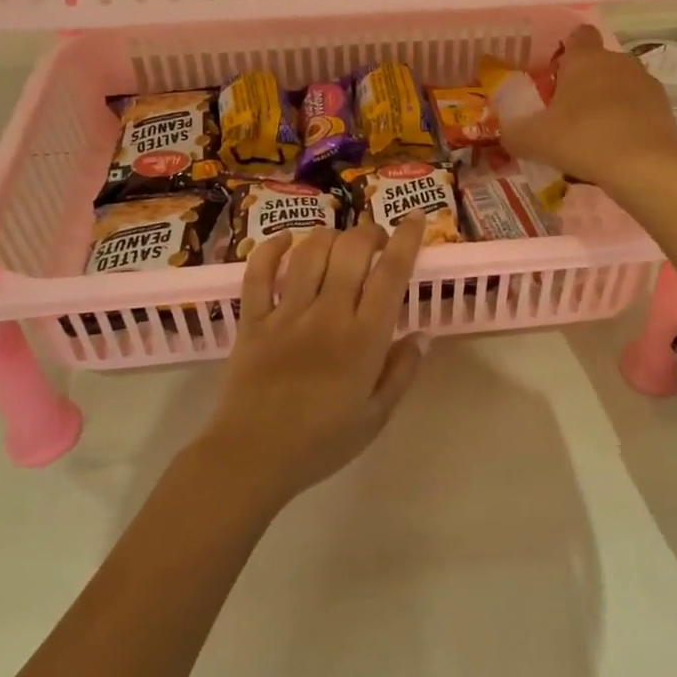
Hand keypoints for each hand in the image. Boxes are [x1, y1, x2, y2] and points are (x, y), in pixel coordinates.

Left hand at [195, 216, 428, 508]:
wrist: (252, 458)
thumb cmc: (321, 443)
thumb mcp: (376, 417)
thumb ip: (402, 372)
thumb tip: (424, 334)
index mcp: (364, 338)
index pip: (391, 274)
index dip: (406, 239)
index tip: (415, 217)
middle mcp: (328, 314)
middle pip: (352, 250)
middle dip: (369, 232)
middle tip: (376, 239)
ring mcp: (287, 313)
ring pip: (310, 252)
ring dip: (329, 236)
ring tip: (339, 242)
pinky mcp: (253, 319)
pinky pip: (259, 272)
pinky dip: (272, 248)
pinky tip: (286, 240)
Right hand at [501, 25, 676, 187]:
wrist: (643, 166)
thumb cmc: (582, 139)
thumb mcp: (534, 140)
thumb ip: (514, 134)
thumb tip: (505, 134)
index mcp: (584, 58)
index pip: (578, 35)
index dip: (568, 50)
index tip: (557, 73)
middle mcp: (617, 61)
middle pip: (599, 62)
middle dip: (586, 82)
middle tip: (567, 113)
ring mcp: (645, 83)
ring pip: (621, 85)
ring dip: (609, 102)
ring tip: (593, 135)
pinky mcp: (665, 107)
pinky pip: (639, 108)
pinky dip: (629, 122)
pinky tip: (616, 147)